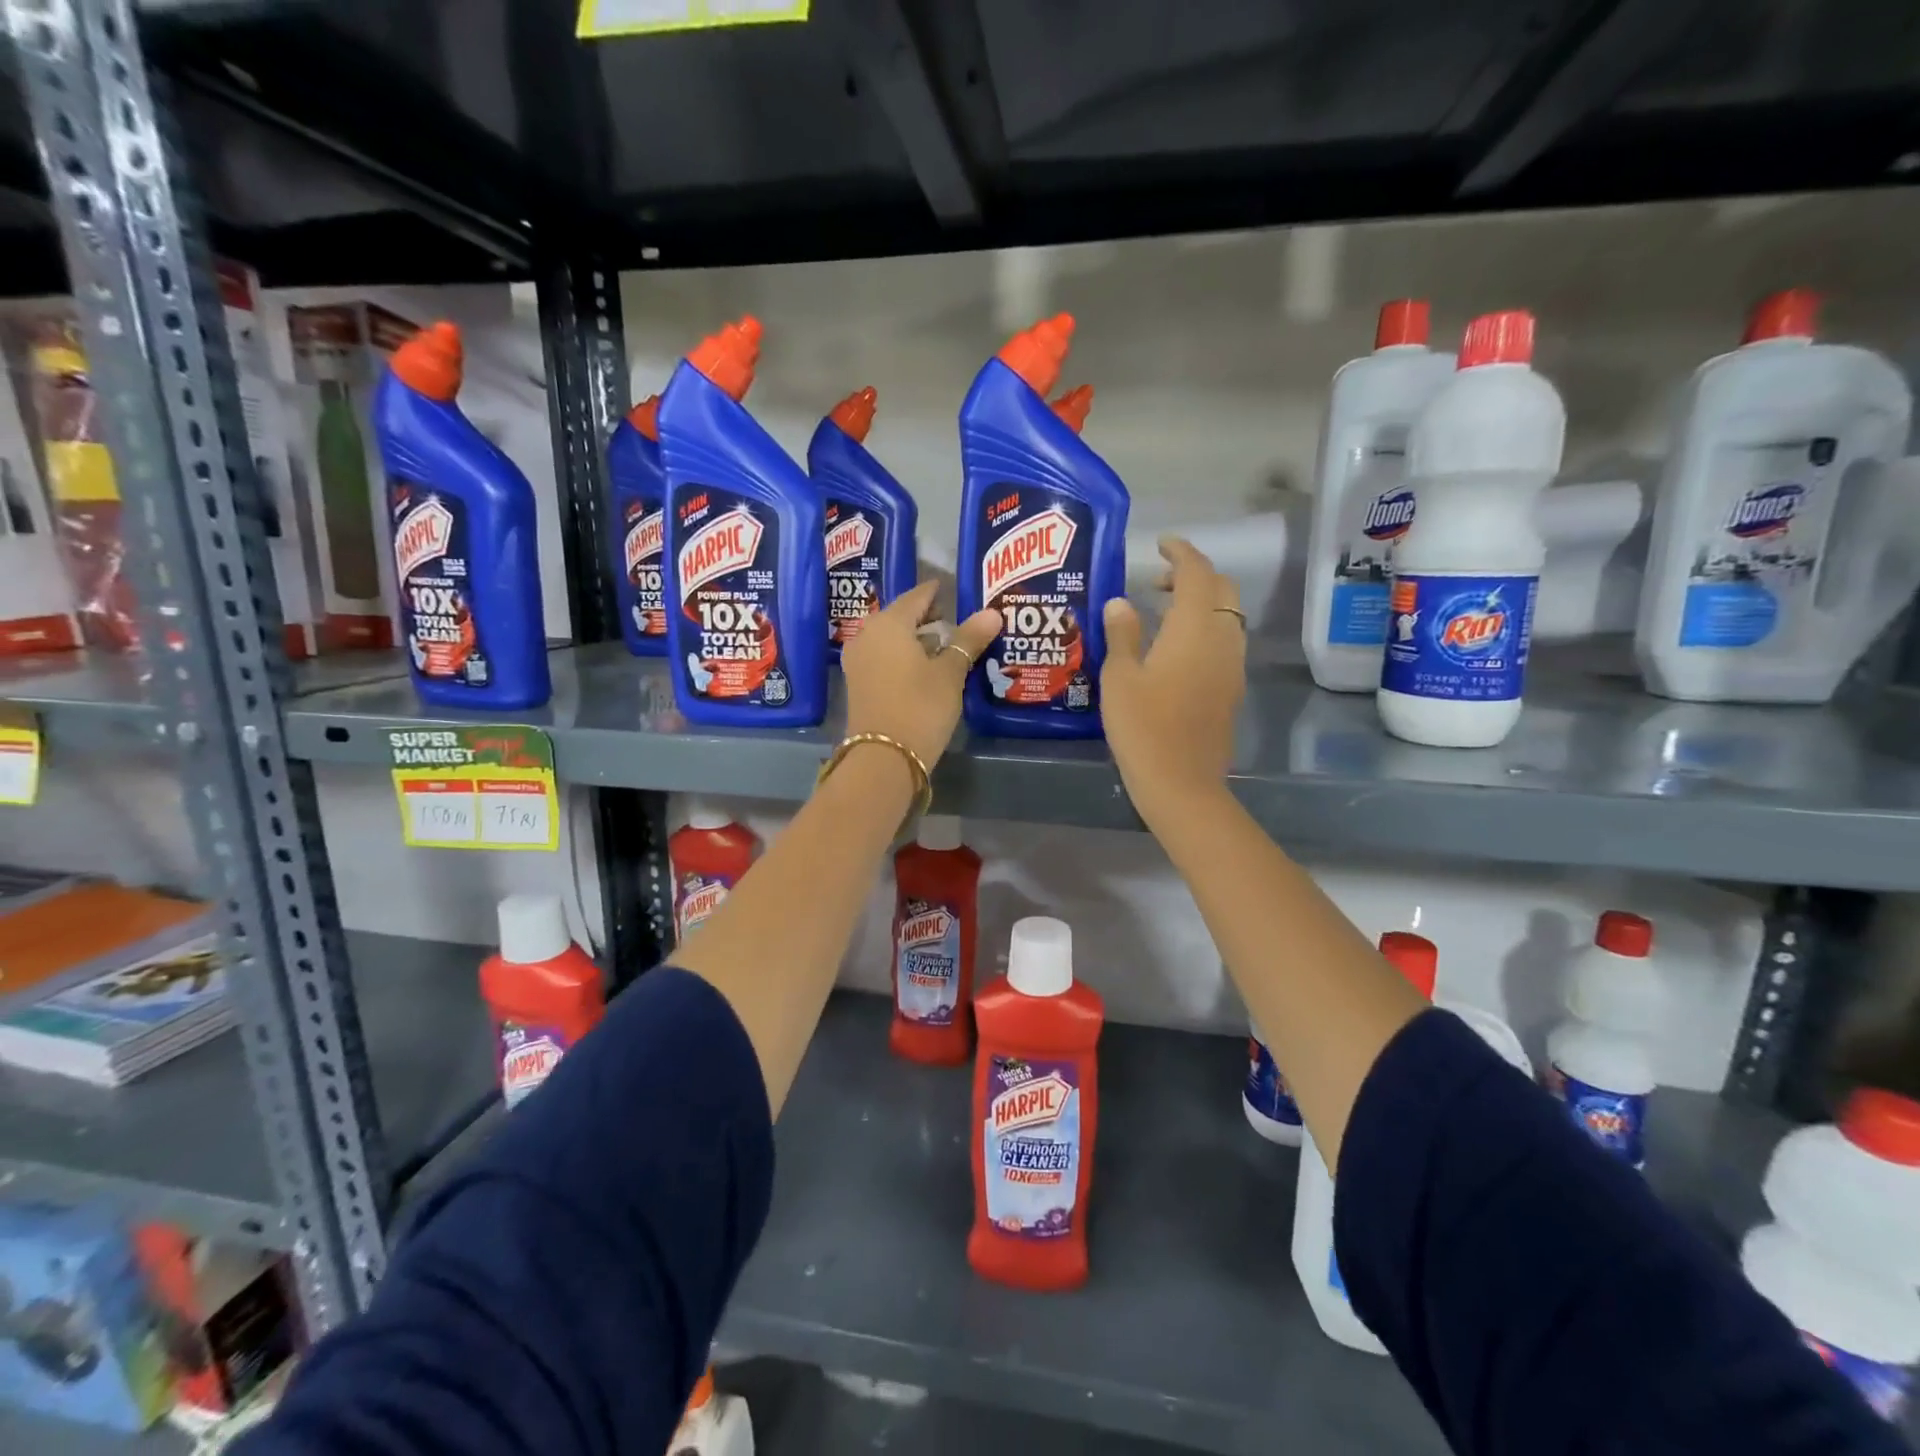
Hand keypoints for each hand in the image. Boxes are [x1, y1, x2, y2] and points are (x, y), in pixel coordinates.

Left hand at [842, 580, 1000, 770]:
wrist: (883, 758)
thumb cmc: (920, 707)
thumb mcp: (950, 673)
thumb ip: (969, 639)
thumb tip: (992, 612)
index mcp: (889, 623)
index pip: (917, 596)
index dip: (937, 592)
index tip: (954, 590)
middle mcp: (868, 635)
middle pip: (900, 616)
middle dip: (927, 617)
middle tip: (955, 619)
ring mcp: (859, 661)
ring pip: (891, 638)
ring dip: (915, 639)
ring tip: (944, 645)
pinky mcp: (858, 684)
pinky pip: (883, 658)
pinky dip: (903, 657)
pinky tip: (923, 668)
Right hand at [1100, 538, 1245, 827]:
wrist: (1181, 783)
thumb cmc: (1143, 727)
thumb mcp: (1120, 677)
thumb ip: (1122, 634)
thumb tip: (1121, 602)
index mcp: (1193, 628)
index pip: (1196, 573)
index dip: (1181, 552)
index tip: (1161, 544)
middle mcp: (1221, 639)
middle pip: (1221, 590)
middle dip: (1194, 575)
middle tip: (1157, 582)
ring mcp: (1231, 665)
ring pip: (1226, 616)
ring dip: (1201, 603)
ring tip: (1162, 612)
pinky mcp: (1230, 688)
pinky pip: (1224, 641)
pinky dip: (1205, 628)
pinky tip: (1174, 648)